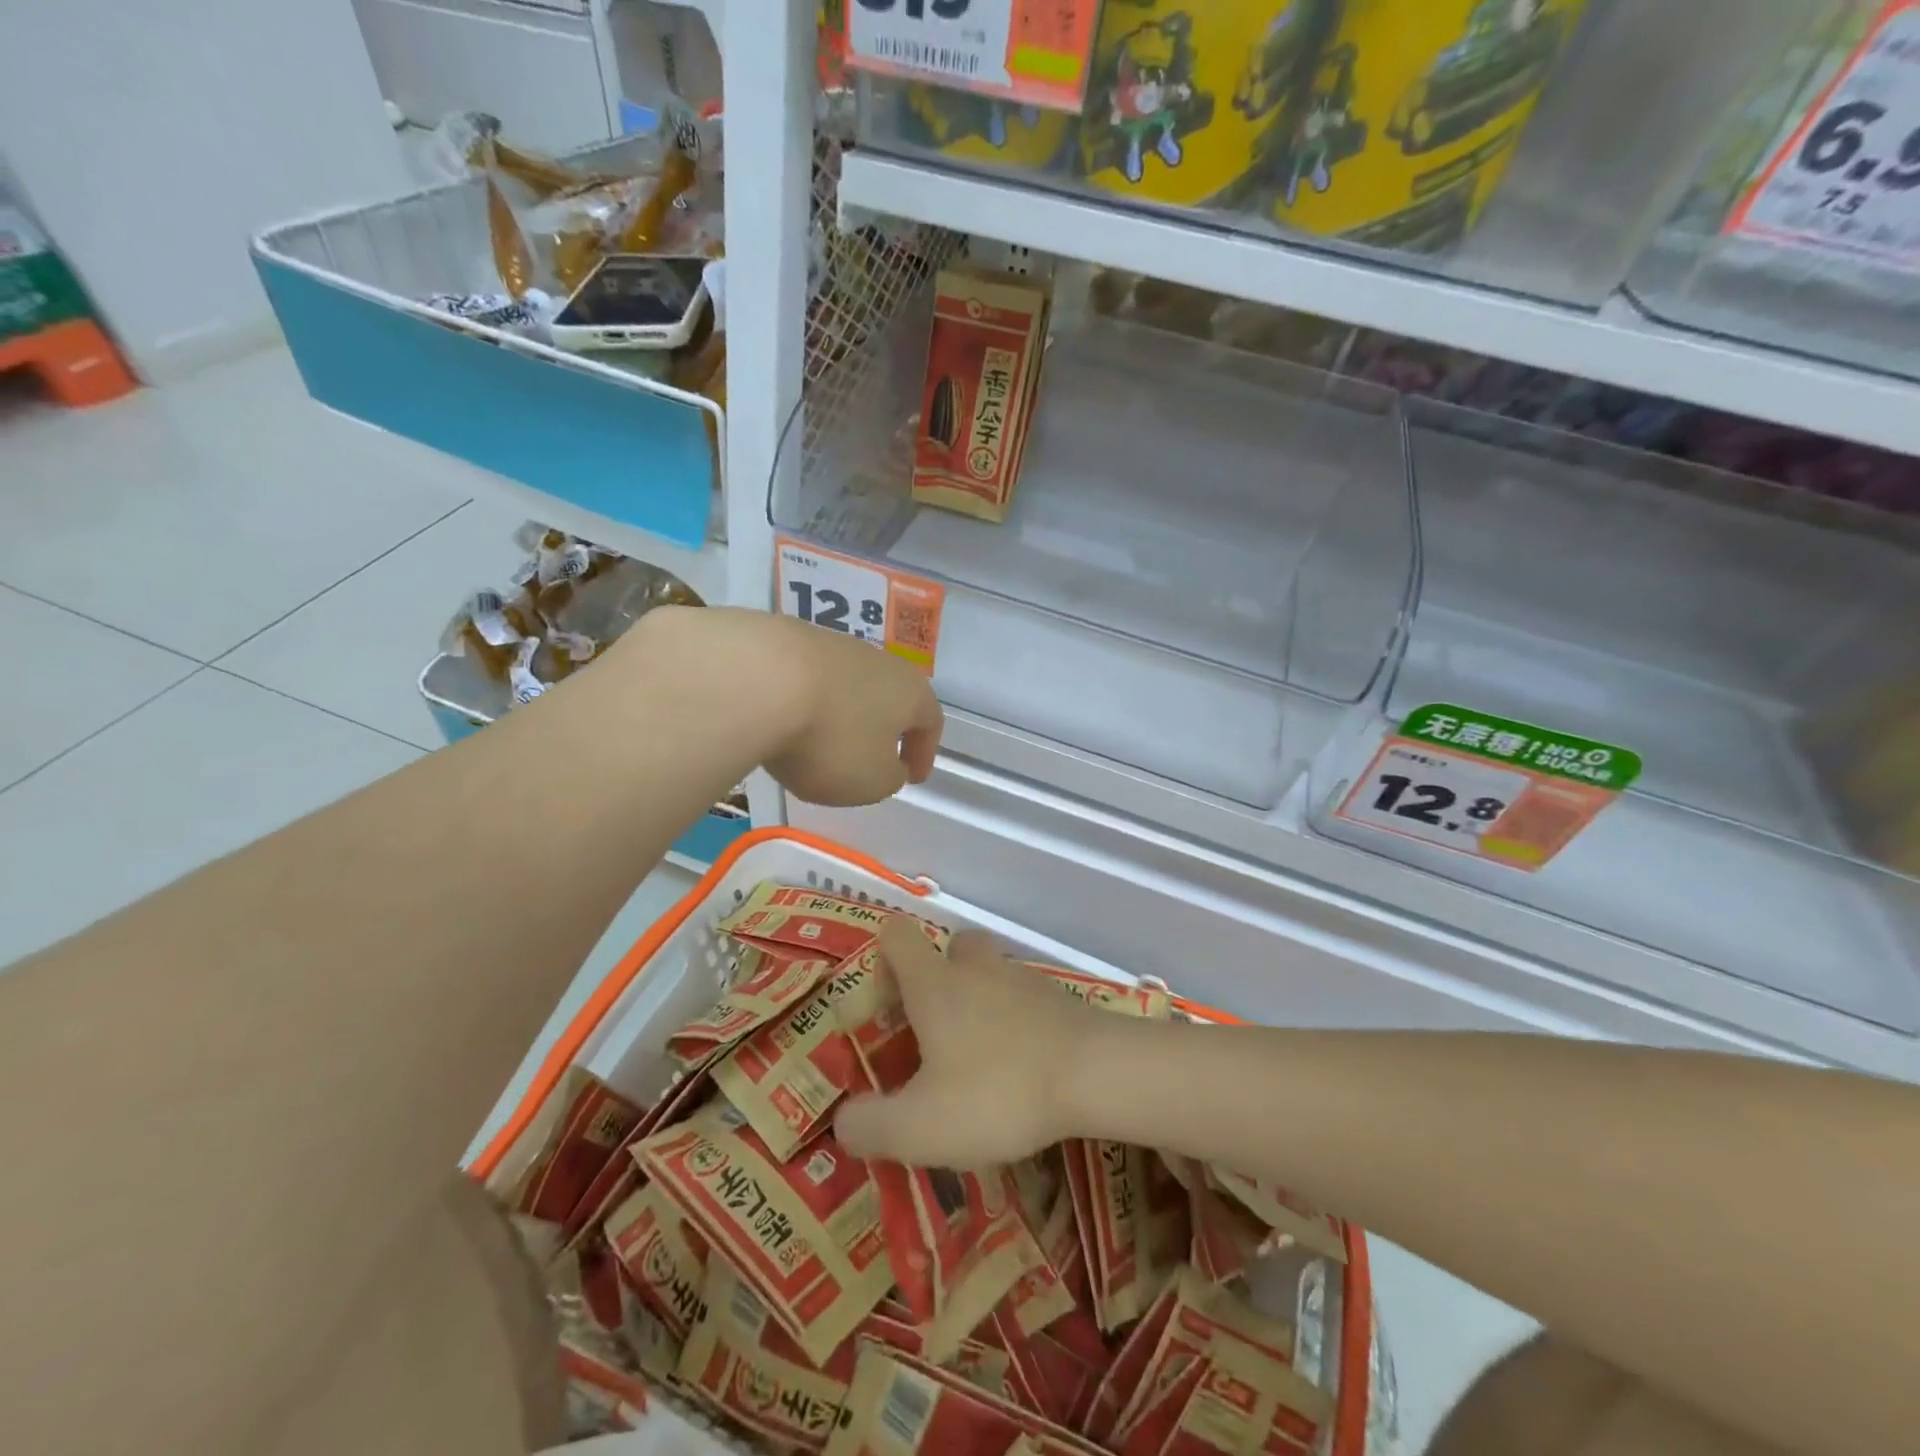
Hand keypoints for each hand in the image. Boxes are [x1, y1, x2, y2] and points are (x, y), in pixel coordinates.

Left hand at [633, 608, 942, 806]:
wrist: (758, 680)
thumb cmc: (831, 740)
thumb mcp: (871, 782)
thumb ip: (889, 778)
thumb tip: (888, 766)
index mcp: (910, 692)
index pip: (930, 722)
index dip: (924, 753)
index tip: (913, 777)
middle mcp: (877, 661)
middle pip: (888, 697)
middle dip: (882, 728)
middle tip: (871, 758)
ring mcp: (830, 645)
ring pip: (846, 686)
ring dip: (840, 715)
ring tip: (818, 744)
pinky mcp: (785, 640)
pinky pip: (805, 679)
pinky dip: (803, 703)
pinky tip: (782, 722)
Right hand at [834, 918, 1103, 1168]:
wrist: (1096, 1074)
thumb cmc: (997, 1091)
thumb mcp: (919, 1127)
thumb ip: (869, 1126)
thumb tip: (843, 1120)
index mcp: (934, 983)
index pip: (896, 935)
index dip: (881, 960)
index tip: (885, 1009)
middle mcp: (975, 967)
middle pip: (949, 947)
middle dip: (935, 980)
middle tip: (931, 1033)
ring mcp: (1021, 978)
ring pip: (988, 972)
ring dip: (975, 1002)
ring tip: (974, 1061)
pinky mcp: (1056, 998)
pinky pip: (1021, 998)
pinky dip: (1011, 1021)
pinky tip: (1016, 1068)